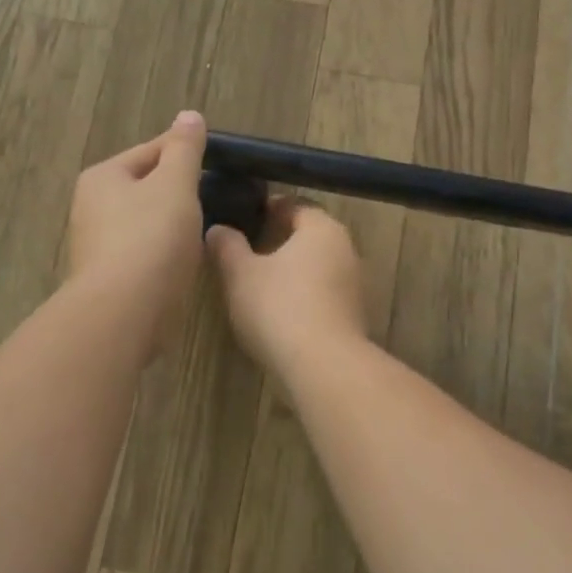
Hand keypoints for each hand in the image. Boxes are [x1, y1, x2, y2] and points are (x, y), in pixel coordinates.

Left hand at [67, 111, 208, 320]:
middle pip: (147, 186)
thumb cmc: (150, 237)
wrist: (123, 313)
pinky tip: (187, 259)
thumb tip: (189, 115)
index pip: (151, 151)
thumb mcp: (175, 184)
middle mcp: (92, 206)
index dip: (186, 152)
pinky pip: (145, 252)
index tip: (219, 160)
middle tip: (218, 195)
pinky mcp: (109, 277)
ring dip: (173, 222)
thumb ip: (185, 149)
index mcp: (103, 177)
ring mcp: (98, 244)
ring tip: (208, 226)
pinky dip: (166, 251)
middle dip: (179, 190)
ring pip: (147, 221)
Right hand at [206, 199, 366, 373]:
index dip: (266, 208)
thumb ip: (227, 246)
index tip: (241, 219)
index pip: (294, 204)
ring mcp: (353, 284)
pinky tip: (278, 312)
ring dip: (290, 270)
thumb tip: (218, 228)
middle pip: (307, 235)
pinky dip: (302, 295)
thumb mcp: (240, 274)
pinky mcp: (352, 316)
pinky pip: (322, 293)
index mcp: (322, 227)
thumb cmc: (279, 307)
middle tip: (244, 250)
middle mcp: (345, 248)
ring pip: (315, 265)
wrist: (324, 368)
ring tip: (256, 282)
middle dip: (277, 240)